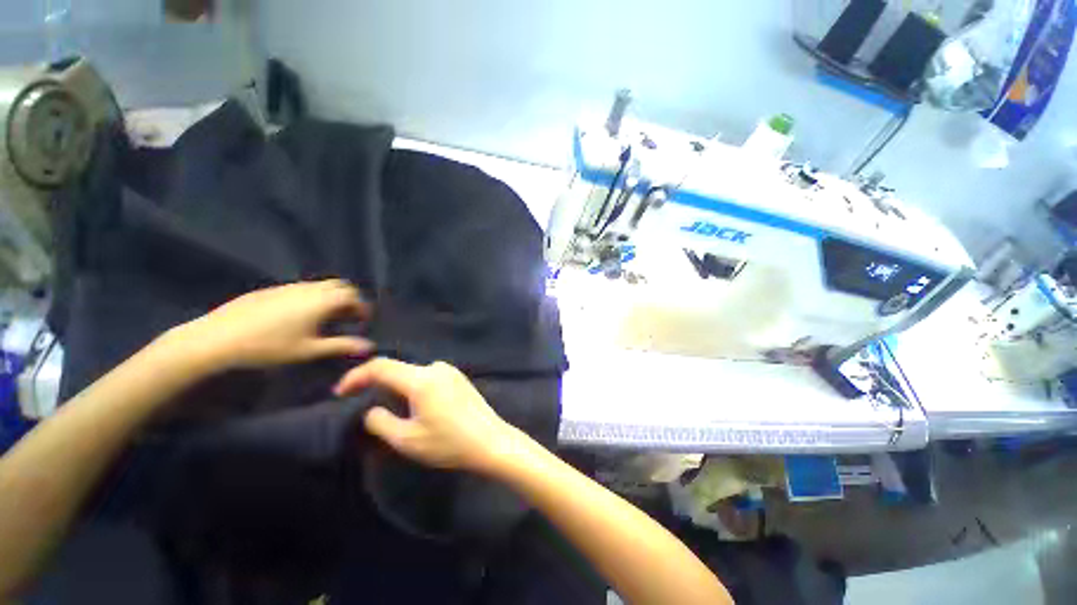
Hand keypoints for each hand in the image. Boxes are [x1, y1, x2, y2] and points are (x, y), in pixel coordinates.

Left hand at [170, 280, 372, 371]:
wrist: (217, 338)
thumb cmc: (269, 346)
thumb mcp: (309, 350)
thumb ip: (342, 346)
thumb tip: (369, 346)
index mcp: (322, 301)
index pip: (353, 296)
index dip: (362, 308)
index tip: (362, 321)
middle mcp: (309, 288)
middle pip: (339, 286)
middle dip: (348, 299)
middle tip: (346, 317)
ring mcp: (288, 286)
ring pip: (319, 285)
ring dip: (329, 297)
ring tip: (324, 318)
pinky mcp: (271, 290)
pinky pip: (301, 288)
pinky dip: (311, 297)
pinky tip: (297, 316)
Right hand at [334, 358, 524, 473]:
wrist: (490, 441)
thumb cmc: (449, 443)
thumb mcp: (407, 440)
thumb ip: (380, 422)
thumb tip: (371, 409)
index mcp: (422, 379)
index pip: (381, 367)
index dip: (356, 376)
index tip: (340, 393)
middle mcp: (436, 368)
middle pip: (398, 368)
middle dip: (375, 382)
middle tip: (358, 400)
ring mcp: (450, 371)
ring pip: (413, 372)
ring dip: (396, 384)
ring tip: (385, 405)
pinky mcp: (459, 377)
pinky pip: (428, 376)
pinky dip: (413, 385)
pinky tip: (413, 403)